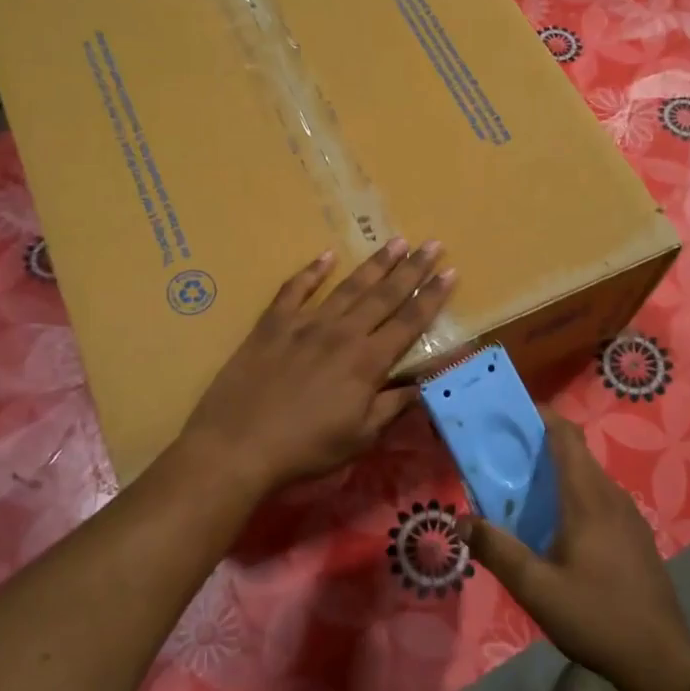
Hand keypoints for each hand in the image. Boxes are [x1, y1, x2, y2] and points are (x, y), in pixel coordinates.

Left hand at [180, 240, 455, 494]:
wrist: (238, 445)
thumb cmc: (305, 449)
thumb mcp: (360, 437)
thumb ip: (393, 406)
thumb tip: (422, 384)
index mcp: (368, 361)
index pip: (409, 322)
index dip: (432, 297)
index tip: (451, 272)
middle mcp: (342, 333)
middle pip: (384, 295)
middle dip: (412, 268)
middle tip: (432, 243)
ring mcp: (305, 324)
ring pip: (347, 286)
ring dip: (374, 264)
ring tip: (396, 241)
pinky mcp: (273, 324)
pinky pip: (295, 289)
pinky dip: (311, 271)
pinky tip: (326, 256)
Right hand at [460, 414, 689, 690]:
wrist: (662, 661)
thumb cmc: (596, 617)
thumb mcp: (536, 589)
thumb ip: (497, 551)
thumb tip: (461, 520)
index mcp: (588, 498)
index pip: (566, 436)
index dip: (541, 416)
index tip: (510, 413)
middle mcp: (611, 496)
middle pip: (576, 453)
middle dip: (540, 444)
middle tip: (502, 455)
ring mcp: (629, 516)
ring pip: (589, 476)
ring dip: (557, 472)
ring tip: (522, 489)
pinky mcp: (636, 536)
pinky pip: (600, 498)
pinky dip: (574, 494)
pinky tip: (557, 526)